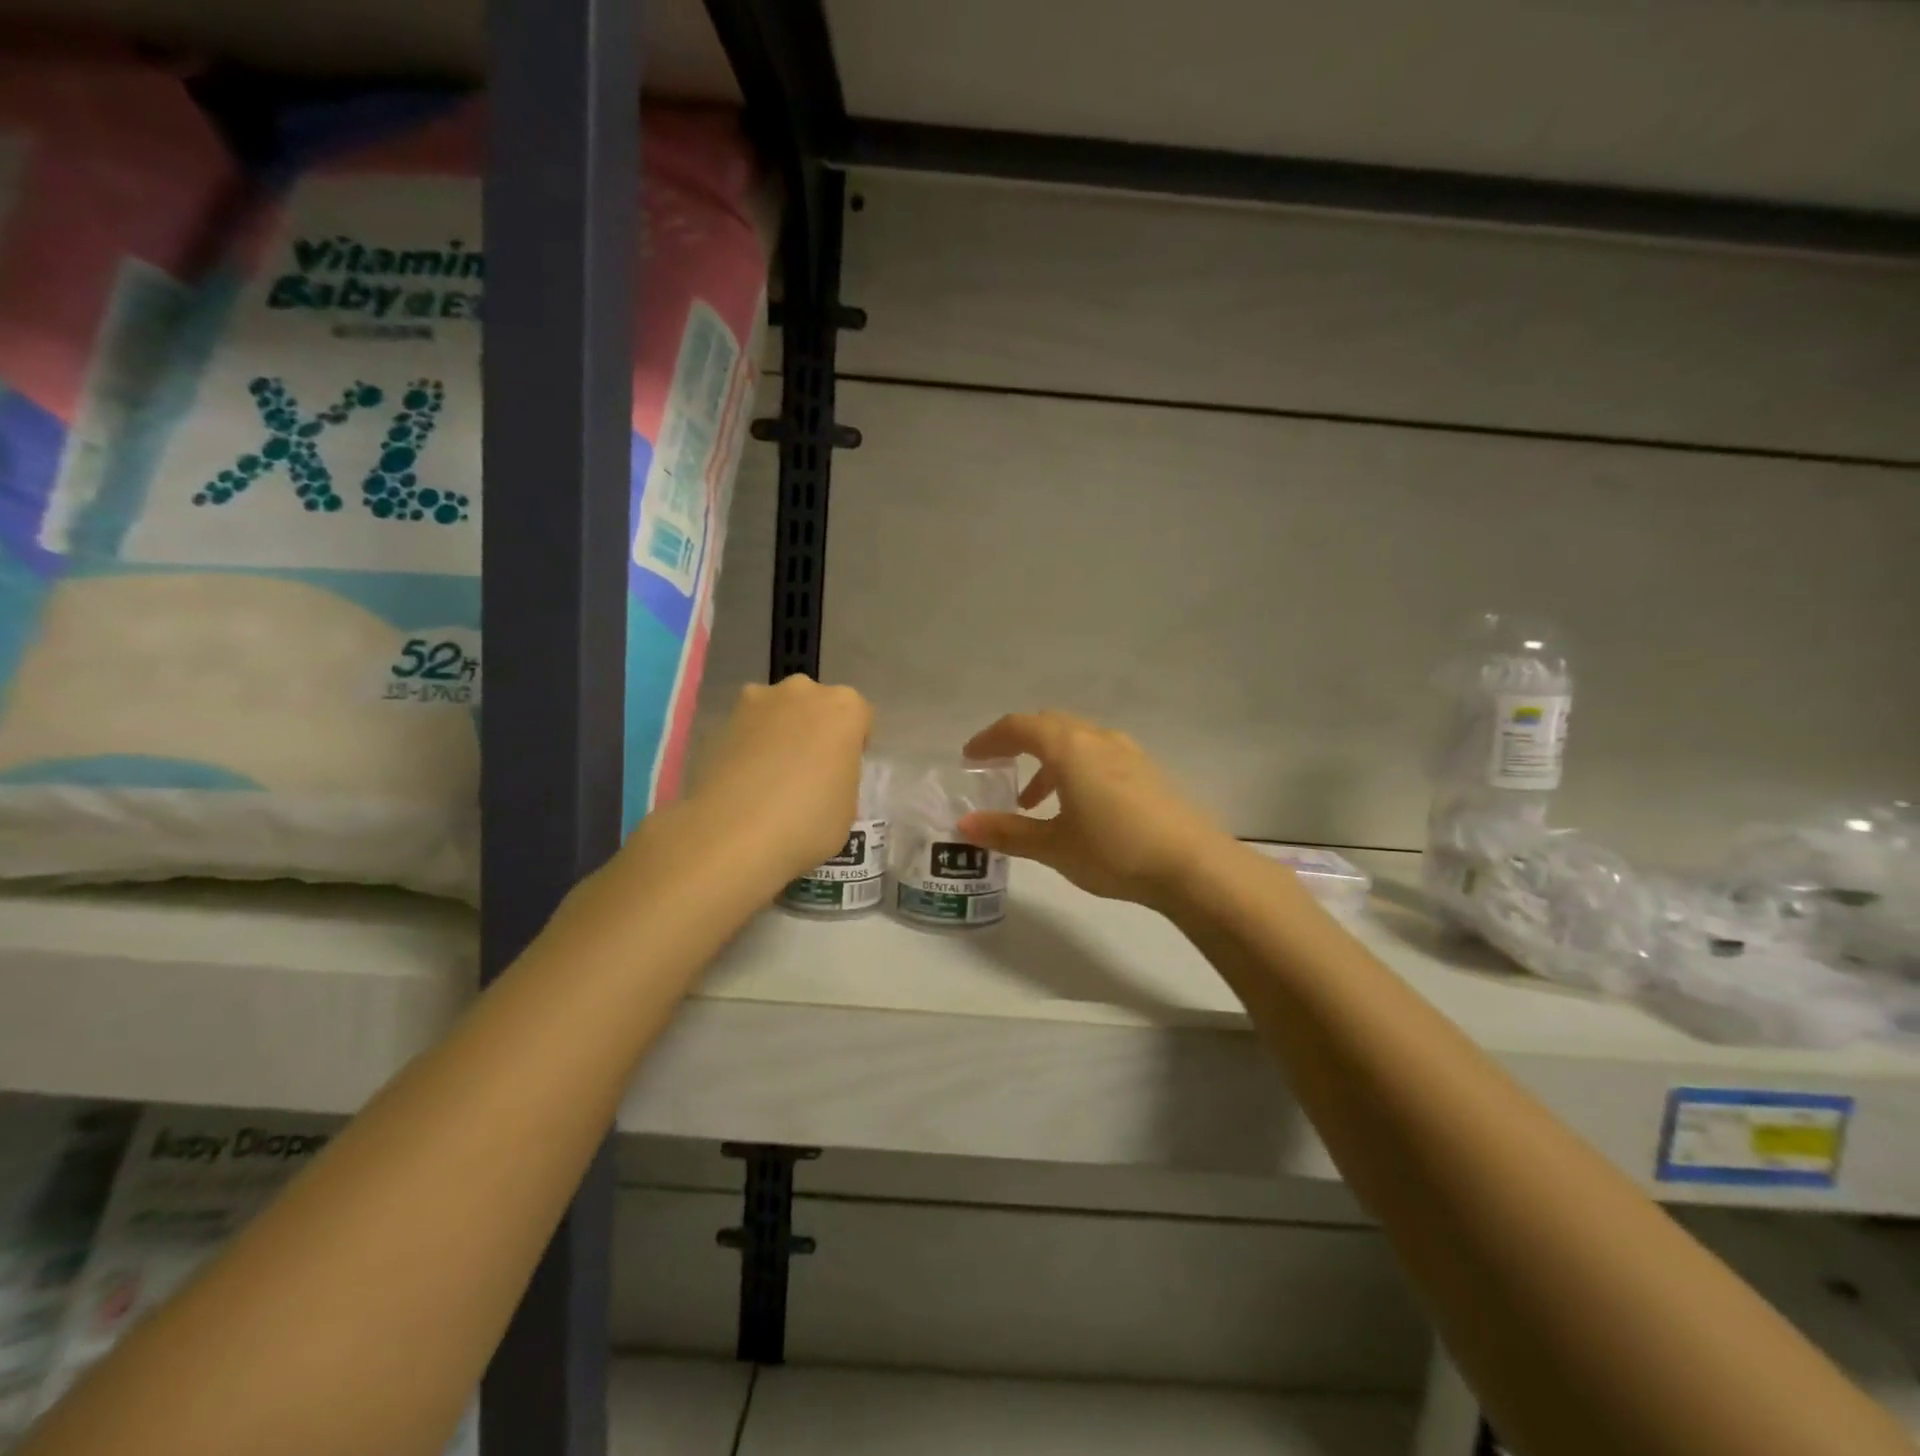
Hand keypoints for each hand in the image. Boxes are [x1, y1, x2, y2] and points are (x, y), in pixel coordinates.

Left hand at [677, 676, 871, 885]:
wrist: (733, 833)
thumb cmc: (808, 822)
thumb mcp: (848, 808)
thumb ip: (841, 778)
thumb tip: (823, 779)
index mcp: (845, 708)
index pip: (860, 717)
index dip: (853, 745)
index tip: (843, 772)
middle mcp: (804, 692)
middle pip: (818, 706)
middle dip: (816, 730)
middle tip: (809, 772)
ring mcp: (760, 701)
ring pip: (781, 712)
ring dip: (782, 733)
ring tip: (773, 777)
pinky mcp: (724, 719)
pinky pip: (750, 728)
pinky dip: (752, 745)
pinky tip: (746, 780)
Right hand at [957, 712, 1232, 909]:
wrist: (1192, 865)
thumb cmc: (1114, 850)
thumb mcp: (1053, 845)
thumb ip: (1007, 832)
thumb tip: (964, 825)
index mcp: (1069, 747)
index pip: (1019, 727)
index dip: (990, 738)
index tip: (970, 756)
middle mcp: (1098, 738)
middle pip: (1048, 725)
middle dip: (1018, 744)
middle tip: (996, 768)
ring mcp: (1127, 753)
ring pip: (1075, 741)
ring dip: (1047, 761)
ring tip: (1031, 801)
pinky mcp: (1146, 771)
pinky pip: (1098, 755)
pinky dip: (1074, 769)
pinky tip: (1075, 807)